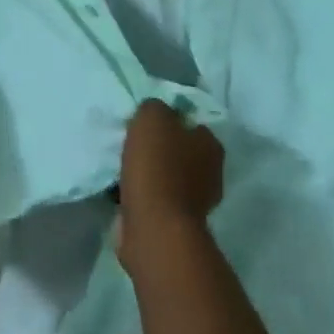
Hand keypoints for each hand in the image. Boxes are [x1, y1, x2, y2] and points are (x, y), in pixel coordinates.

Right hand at [117, 99, 222, 275]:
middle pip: (180, 150)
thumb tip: (154, 113)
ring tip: (122, 167)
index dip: (169, 120)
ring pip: (168, 176)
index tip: (146, 122)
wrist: (153, 225)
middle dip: (159, 148)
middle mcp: (211, 172)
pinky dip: (143, 195)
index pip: (192, 122)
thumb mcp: (151, 117)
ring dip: (149, 173)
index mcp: (211, 144)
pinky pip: (157, 198)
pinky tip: (123, 189)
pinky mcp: (177, 222)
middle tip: (133, 143)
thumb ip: (154, 107)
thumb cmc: (157, 166)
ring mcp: (196, 201)